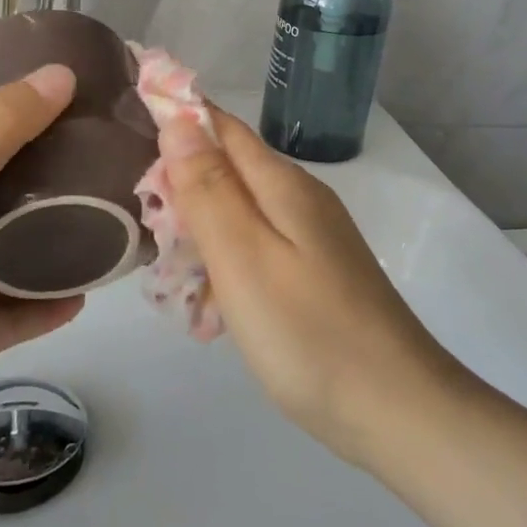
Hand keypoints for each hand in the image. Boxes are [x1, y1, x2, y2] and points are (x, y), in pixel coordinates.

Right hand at [158, 106, 465, 463]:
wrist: (395, 408)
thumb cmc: (308, 331)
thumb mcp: (243, 256)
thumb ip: (208, 188)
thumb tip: (179, 119)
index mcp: (282, 184)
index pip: (221, 126)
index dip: (178, 118)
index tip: (131, 128)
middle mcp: (300, 199)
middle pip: (228, 169)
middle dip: (181, 187)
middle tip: (147, 228)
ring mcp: (312, 239)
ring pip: (239, 213)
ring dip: (200, 233)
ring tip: (170, 275)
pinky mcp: (315, 274)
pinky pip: (257, 251)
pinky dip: (225, 267)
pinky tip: (210, 309)